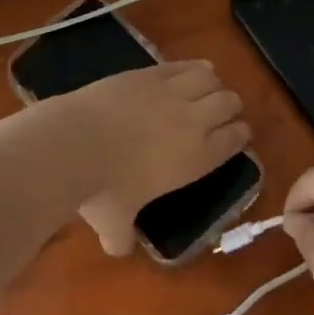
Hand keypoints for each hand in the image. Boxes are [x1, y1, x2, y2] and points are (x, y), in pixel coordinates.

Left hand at [63, 61, 248, 254]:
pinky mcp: (149, 73)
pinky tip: (190, 70)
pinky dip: (192, 67)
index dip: (239, 135)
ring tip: (205, 89)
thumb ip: (122, 237)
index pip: (235, 140)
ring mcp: (171, 92)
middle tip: (220, 113)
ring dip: (212, 84)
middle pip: (229, 103)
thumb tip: (118, 249)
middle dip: (230, 107)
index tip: (237, 135)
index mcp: (197, 158)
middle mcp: (194, 121)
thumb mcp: (114, 223)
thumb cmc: (102, 190)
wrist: (74, 143)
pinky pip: (183, 65)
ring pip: (210, 79)